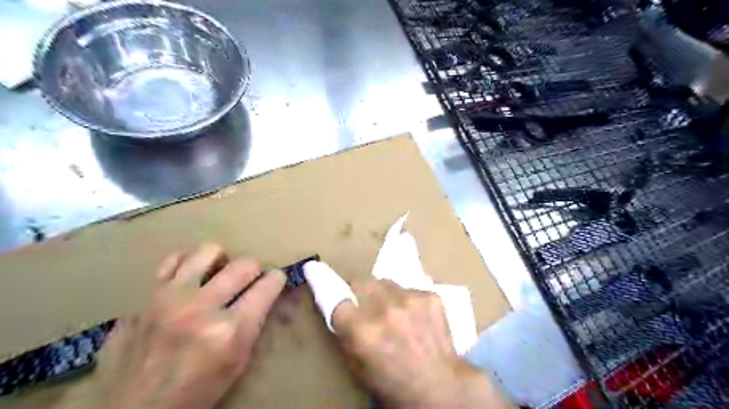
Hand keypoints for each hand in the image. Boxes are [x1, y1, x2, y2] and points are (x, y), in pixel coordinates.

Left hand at [65, 245, 285, 408]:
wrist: (135, 407)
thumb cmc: (197, 389)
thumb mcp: (238, 361)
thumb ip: (253, 321)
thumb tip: (265, 291)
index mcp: (229, 330)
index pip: (267, 286)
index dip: (276, 279)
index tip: (275, 279)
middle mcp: (201, 307)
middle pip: (244, 265)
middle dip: (254, 270)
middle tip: (250, 281)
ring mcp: (171, 297)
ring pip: (209, 251)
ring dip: (222, 261)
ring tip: (220, 274)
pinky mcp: (147, 294)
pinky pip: (173, 260)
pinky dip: (188, 264)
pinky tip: (192, 277)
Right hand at [332, 281, 508, 408]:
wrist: (441, 386)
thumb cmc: (393, 384)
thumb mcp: (358, 367)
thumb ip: (345, 334)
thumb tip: (339, 308)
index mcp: (362, 332)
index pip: (335, 297)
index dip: (324, 282)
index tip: (315, 268)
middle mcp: (384, 310)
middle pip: (361, 282)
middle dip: (359, 291)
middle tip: (366, 305)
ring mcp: (410, 300)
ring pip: (385, 282)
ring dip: (383, 294)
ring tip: (393, 312)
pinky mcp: (429, 296)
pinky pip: (408, 288)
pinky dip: (406, 299)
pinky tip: (414, 316)